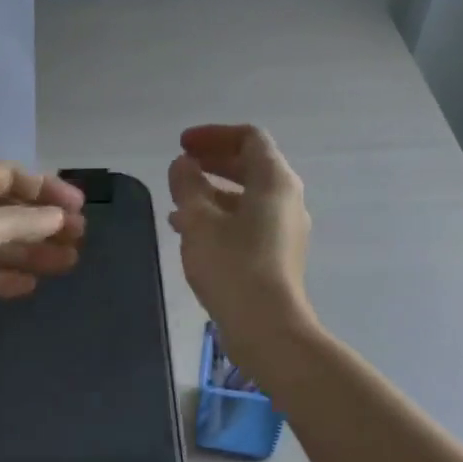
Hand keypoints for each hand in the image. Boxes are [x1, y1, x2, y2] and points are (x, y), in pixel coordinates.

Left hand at [0, 161, 86, 351]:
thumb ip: (21, 222)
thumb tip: (57, 217)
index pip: (9, 176)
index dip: (46, 188)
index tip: (80, 208)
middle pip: (6, 211)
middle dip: (43, 223)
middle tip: (80, 239)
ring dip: (31, 252)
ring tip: (69, 264)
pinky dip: (4, 279)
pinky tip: (32, 285)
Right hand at [167, 124, 313, 365]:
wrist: (265, 326)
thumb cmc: (232, 266)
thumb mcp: (198, 221)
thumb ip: (187, 185)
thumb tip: (183, 165)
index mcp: (274, 181)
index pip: (248, 138)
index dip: (213, 136)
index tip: (182, 145)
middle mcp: (286, 199)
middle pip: (250, 166)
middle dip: (212, 162)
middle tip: (180, 166)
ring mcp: (284, 229)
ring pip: (246, 198)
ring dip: (211, 193)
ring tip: (176, 203)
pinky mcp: (276, 256)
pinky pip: (246, 223)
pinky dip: (219, 218)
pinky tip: (190, 234)